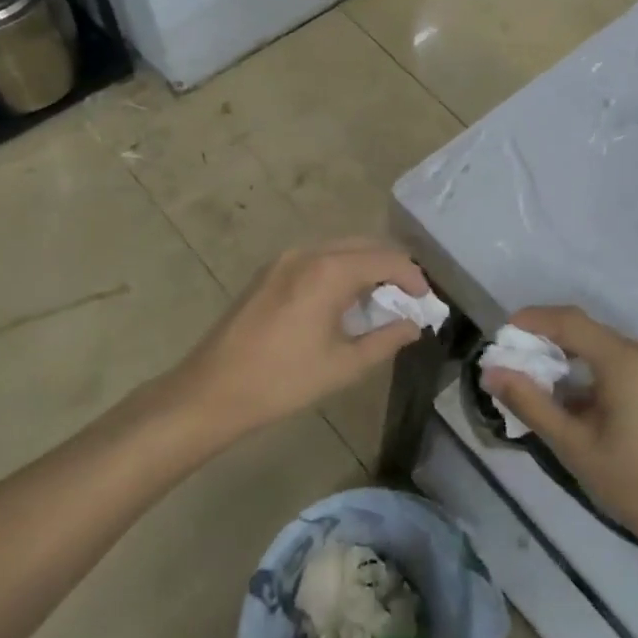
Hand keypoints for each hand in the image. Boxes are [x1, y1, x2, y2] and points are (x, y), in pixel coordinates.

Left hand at [172, 240, 429, 437]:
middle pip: (365, 245)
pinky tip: (343, 301)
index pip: (387, 259)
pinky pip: (318, 257)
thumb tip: (414, 325)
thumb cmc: (282, 381)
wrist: (211, 391)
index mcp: (330, 270)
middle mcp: (309, 252)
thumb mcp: (343, 366)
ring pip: (340, 248)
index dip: (413, 277)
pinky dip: (340, 269)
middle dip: (392, 267)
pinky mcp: (270, 270)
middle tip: (409, 298)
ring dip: (366, 267)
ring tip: (380, 300)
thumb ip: (386, 340)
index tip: (427, 301)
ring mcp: (285, 258)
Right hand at [483, 305, 637, 557]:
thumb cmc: (634, 484)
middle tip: (513, 361)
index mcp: (625, 361)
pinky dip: (591, 370)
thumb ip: (530, 404)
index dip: (532, 320)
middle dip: (547, 340)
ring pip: (602, 346)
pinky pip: (620, 362)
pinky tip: (574, 399)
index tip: (501, 335)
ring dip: (568, 357)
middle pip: (586, 331)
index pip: (570, 321)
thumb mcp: (574, 446)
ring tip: (538, 382)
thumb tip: (491, 372)